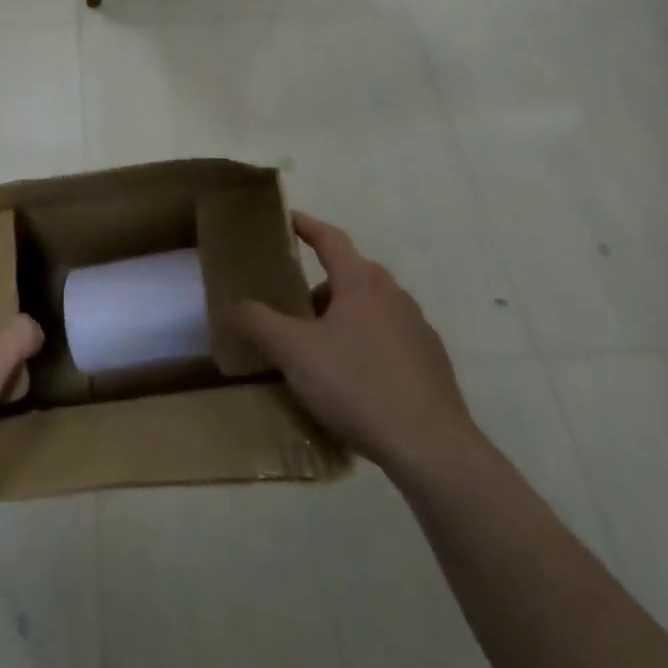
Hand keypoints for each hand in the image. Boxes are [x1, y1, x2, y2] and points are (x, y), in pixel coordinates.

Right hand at [231, 212, 474, 479]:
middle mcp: (393, 295)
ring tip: (320, 347)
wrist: (432, 448)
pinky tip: (354, 379)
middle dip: (321, 282)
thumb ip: (259, 322)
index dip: (306, 225)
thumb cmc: (358, 386)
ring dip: (344, 315)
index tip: (287, 219)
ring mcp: (418, 328)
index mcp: (361, 282)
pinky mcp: (432, 362)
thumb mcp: (294, 353)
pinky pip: (390, 337)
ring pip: (372, 307)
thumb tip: (235, 304)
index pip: (330, 238)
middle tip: (294, 304)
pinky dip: (367, 342)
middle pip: (352, 273)